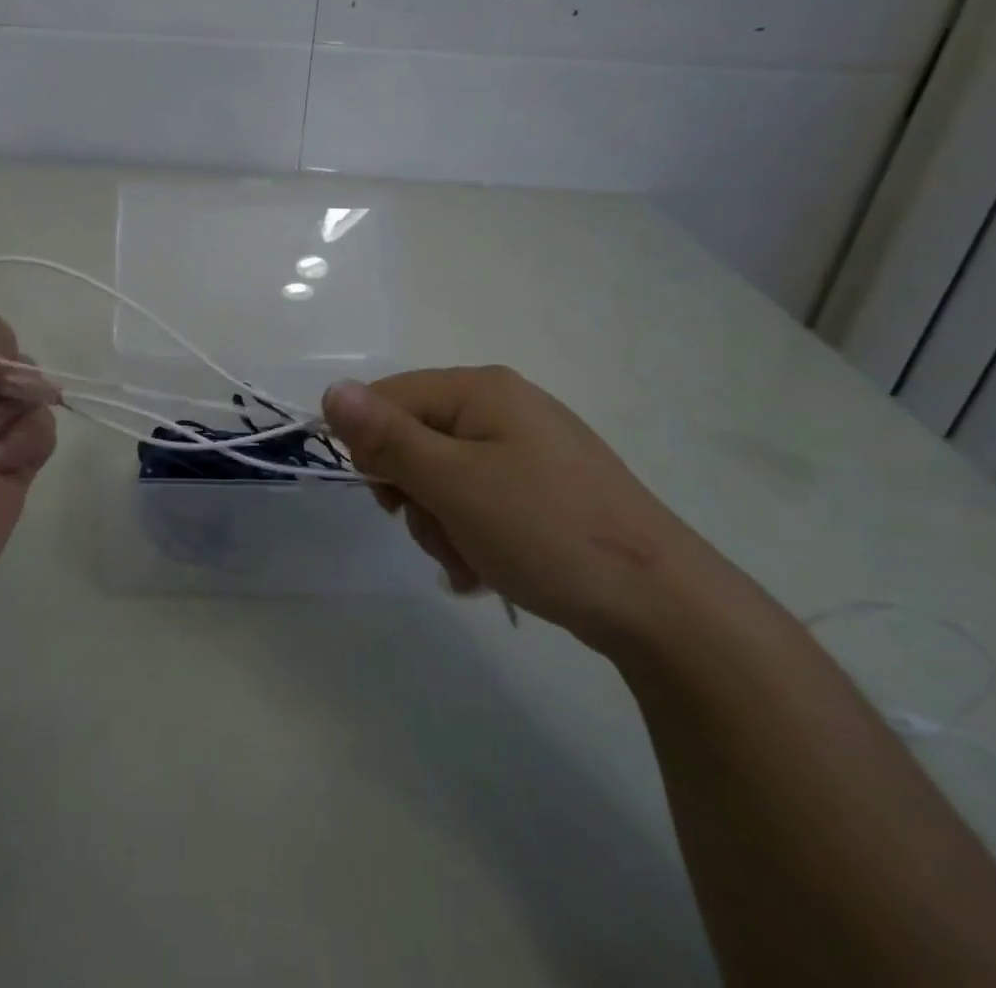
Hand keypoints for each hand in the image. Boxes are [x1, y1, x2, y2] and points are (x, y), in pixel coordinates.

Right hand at [321, 368, 725, 647]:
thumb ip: (387, 438)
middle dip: (413, 493)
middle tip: (438, 530)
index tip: (386, 498)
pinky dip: (470, 533)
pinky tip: (487, 569)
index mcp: (481, 389)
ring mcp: (527, 448)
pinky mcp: (543, 488)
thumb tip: (331, 390)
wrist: (664, 606)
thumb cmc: (547, 531)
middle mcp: (503, 407)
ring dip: (440, 522)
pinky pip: (478, 498)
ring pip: (443, 476)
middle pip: (415, 438)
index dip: (371, 447)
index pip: (388, 397)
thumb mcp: (454, 484)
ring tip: (471, 559)